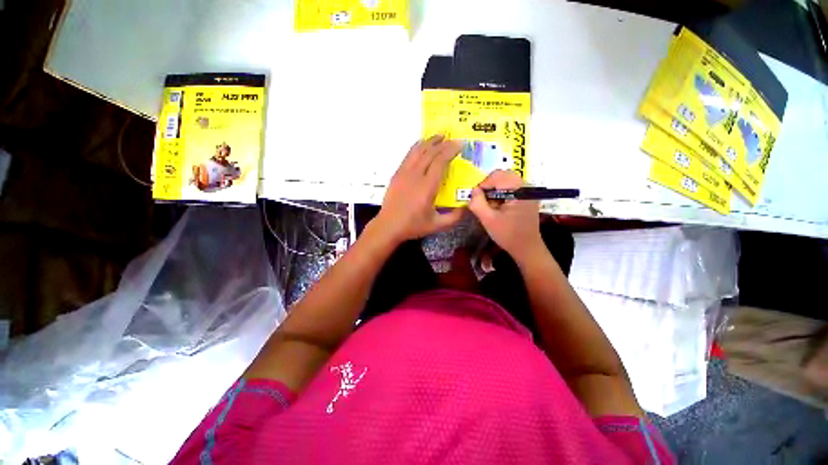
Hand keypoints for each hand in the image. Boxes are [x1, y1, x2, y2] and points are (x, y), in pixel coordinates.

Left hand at [373, 135, 464, 243]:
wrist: (388, 226)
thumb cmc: (413, 226)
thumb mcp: (437, 225)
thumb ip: (455, 217)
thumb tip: (468, 206)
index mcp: (427, 187)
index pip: (440, 161)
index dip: (451, 150)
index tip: (460, 144)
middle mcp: (415, 176)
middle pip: (430, 153)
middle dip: (443, 143)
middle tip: (453, 138)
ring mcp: (404, 173)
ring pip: (417, 151)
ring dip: (429, 142)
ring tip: (439, 136)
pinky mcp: (396, 174)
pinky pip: (408, 156)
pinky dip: (416, 147)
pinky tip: (421, 146)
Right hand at [468, 170, 543, 263]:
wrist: (527, 248)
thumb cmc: (508, 235)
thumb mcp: (488, 220)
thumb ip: (477, 203)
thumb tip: (473, 190)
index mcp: (519, 190)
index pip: (496, 176)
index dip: (483, 185)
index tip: (477, 200)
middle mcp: (526, 186)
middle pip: (502, 176)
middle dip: (489, 187)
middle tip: (484, 202)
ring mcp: (528, 191)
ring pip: (505, 181)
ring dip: (494, 191)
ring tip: (492, 207)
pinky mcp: (527, 197)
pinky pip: (510, 187)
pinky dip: (501, 194)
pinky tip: (499, 208)